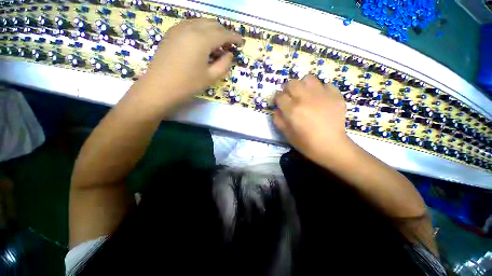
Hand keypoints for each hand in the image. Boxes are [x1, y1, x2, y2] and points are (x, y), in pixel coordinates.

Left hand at [140, 18, 242, 105]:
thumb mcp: (211, 77)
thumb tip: (229, 54)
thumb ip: (224, 64)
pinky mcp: (171, 33)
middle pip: (213, 24)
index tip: (241, 42)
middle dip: (224, 33)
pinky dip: (201, 31)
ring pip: (201, 22)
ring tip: (217, 46)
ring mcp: (179, 28)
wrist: (160, 87)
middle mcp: (190, 27)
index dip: (234, 37)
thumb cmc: (188, 84)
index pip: (223, 34)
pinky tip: (203, 43)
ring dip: (213, 31)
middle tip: (230, 46)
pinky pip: (191, 25)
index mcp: (202, 39)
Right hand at [274, 75, 349, 161]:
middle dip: (288, 89)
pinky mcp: (335, 95)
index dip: (277, 99)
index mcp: (292, 109)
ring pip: (308, 78)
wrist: (331, 146)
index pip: (279, 96)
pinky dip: (320, 89)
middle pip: (292, 83)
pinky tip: (320, 98)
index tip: (279, 103)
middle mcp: (305, 98)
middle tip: (290, 97)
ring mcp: (322, 95)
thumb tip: (277, 109)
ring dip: (303, 85)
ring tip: (305, 94)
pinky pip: (325, 84)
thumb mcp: (286, 134)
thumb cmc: (306, 142)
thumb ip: (278, 119)